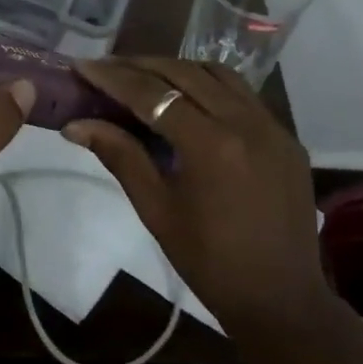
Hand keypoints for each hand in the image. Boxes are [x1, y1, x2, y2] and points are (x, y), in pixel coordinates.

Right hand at [67, 57, 333, 333]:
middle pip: (184, 72)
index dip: (112, 77)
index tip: (82, 66)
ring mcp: (272, 126)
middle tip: (106, 69)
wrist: (280, 298)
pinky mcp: (287, 137)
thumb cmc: (209, 262)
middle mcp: (245, 122)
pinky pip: (243, 94)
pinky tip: (189, 100)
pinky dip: (210, 86)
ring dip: (177, 69)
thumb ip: (120, 156)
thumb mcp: (156, 209)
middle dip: (140, 65)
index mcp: (210, 144)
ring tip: (143, 78)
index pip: (152, 93)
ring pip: (218, 74)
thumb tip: (76, 125)